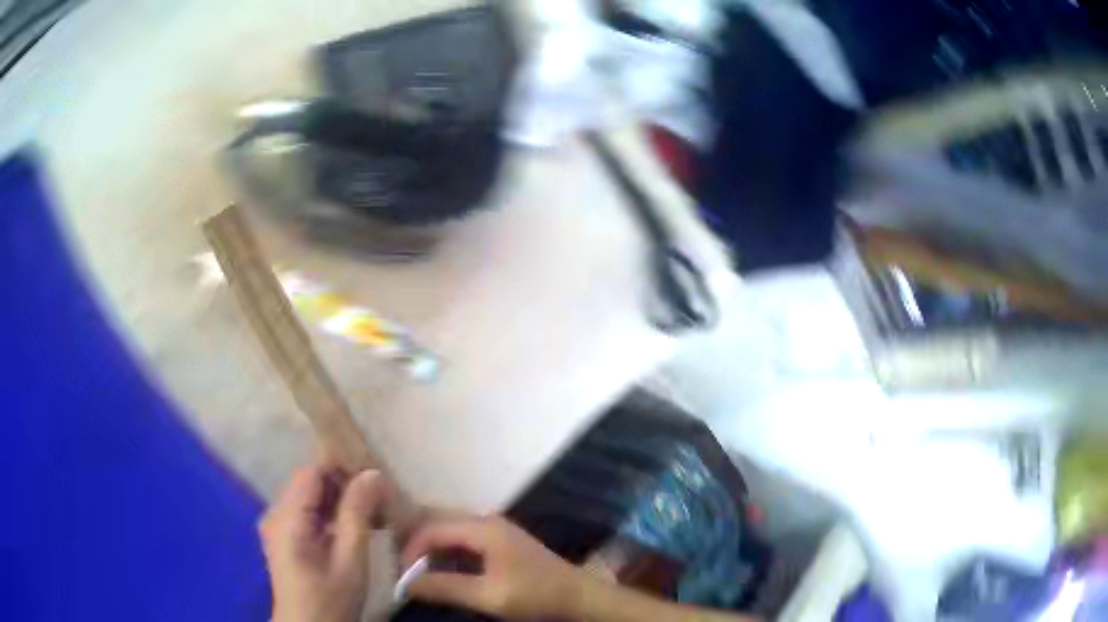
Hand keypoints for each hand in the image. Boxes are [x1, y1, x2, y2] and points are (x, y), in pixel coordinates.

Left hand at [259, 460, 389, 621]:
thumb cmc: (331, 599)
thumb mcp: (350, 560)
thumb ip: (358, 514)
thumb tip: (373, 474)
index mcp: (287, 518)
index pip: (312, 472)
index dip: (342, 469)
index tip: (375, 481)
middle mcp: (275, 514)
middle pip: (309, 483)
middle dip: (344, 485)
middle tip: (379, 500)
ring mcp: (276, 525)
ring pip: (309, 497)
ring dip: (339, 501)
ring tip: (371, 513)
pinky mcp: (283, 537)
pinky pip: (306, 513)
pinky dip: (329, 515)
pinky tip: (351, 528)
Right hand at [401, 515, 585, 618]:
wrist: (578, 597)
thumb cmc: (535, 595)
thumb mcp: (489, 596)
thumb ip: (446, 587)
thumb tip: (406, 584)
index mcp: (483, 528)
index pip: (432, 528)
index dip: (411, 549)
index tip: (401, 575)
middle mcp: (486, 521)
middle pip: (439, 521)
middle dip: (416, 542)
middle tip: (401, 566)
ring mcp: (495, 530)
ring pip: (450, 529)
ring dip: (431, 546)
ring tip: (415, 569)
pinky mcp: (501, 542)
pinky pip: (464, 539)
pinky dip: (447, 551)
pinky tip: (440, 568)